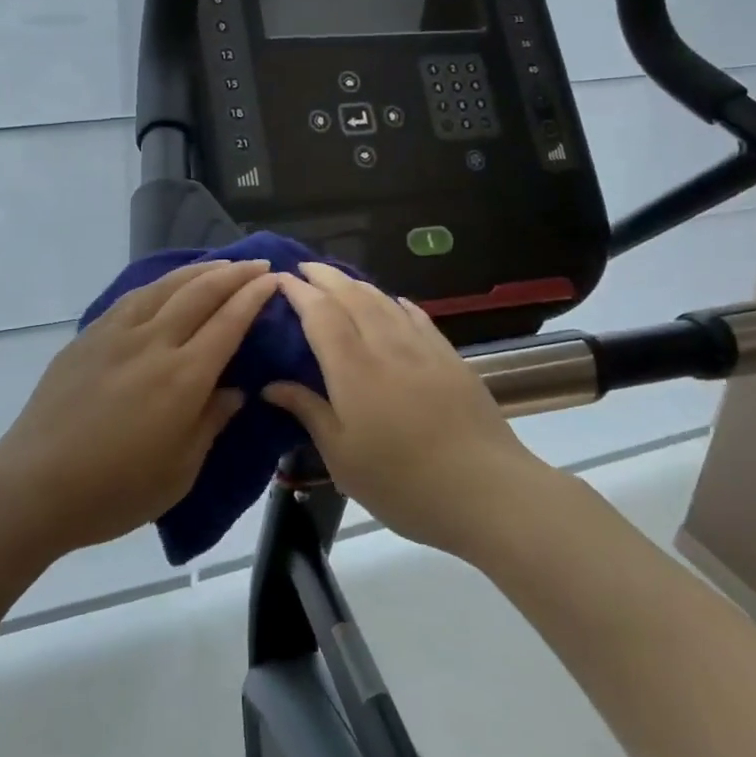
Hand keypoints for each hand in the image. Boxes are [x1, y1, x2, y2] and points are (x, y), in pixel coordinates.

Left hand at [0, 259, 279, 555]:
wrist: (34, 485)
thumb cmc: (115, 491)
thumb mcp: (179, 471)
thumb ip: (211, 422)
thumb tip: (234, 390)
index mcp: (183, 378)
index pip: (229, 322)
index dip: (254, 297)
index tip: (273, 279)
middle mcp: (153, 343)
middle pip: (200, 293)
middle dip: (234, 274)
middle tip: (257, 264)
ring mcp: (116, 334)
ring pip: (165, 286)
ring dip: (198, 270)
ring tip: (219, 265)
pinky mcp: (89, 337)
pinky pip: (133, 297)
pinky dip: (160, 284)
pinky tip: (166, 285)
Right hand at [263, 262, 535, 555]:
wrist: (484, 489)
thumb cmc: (402, 481)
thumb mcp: (342, 457)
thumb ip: (308, 411)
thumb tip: (271, 385)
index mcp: (352, 369)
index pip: (320, 314)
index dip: (299, 291)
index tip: (281, 278)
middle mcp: (385, 346)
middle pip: (352, 296)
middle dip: (325, 276)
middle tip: (304, 267)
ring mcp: (422, 348)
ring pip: (384, 300)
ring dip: (357, 284)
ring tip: (340, 280)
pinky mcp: (449, 357)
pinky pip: (417, 316)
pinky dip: (397, 302)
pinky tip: (394, 302)